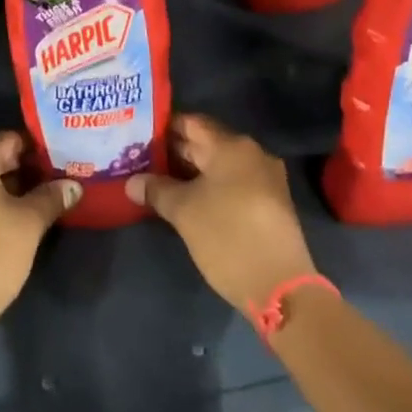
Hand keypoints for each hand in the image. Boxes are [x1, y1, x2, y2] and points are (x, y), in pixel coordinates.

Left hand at [0, 132, 78, 336]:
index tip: (58, 160)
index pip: (7, 139)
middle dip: (23, 169)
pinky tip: (10, 225)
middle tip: (54, 182)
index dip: (35, 147)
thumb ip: (51, 197)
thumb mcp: (29, 223)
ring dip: (7, 190)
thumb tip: (73, 185)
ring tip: (38, 204)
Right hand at [128, 114, 318, 312]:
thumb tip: (131, 182)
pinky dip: (209, 187)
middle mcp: (252, 153)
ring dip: (191, 172)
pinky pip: (232, 183)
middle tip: (140, 159)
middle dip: (174, 151)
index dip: (164, 127)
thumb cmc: (227, 236)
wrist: (280, 288)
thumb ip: (156, 190)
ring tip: (157, 180)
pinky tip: (187, 200)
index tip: (139, 135)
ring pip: (219, 166)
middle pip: (206, 143)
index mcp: (232, 146)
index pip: (191, 123)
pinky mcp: (269, 203)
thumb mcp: (183, 211)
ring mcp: (265, 179)